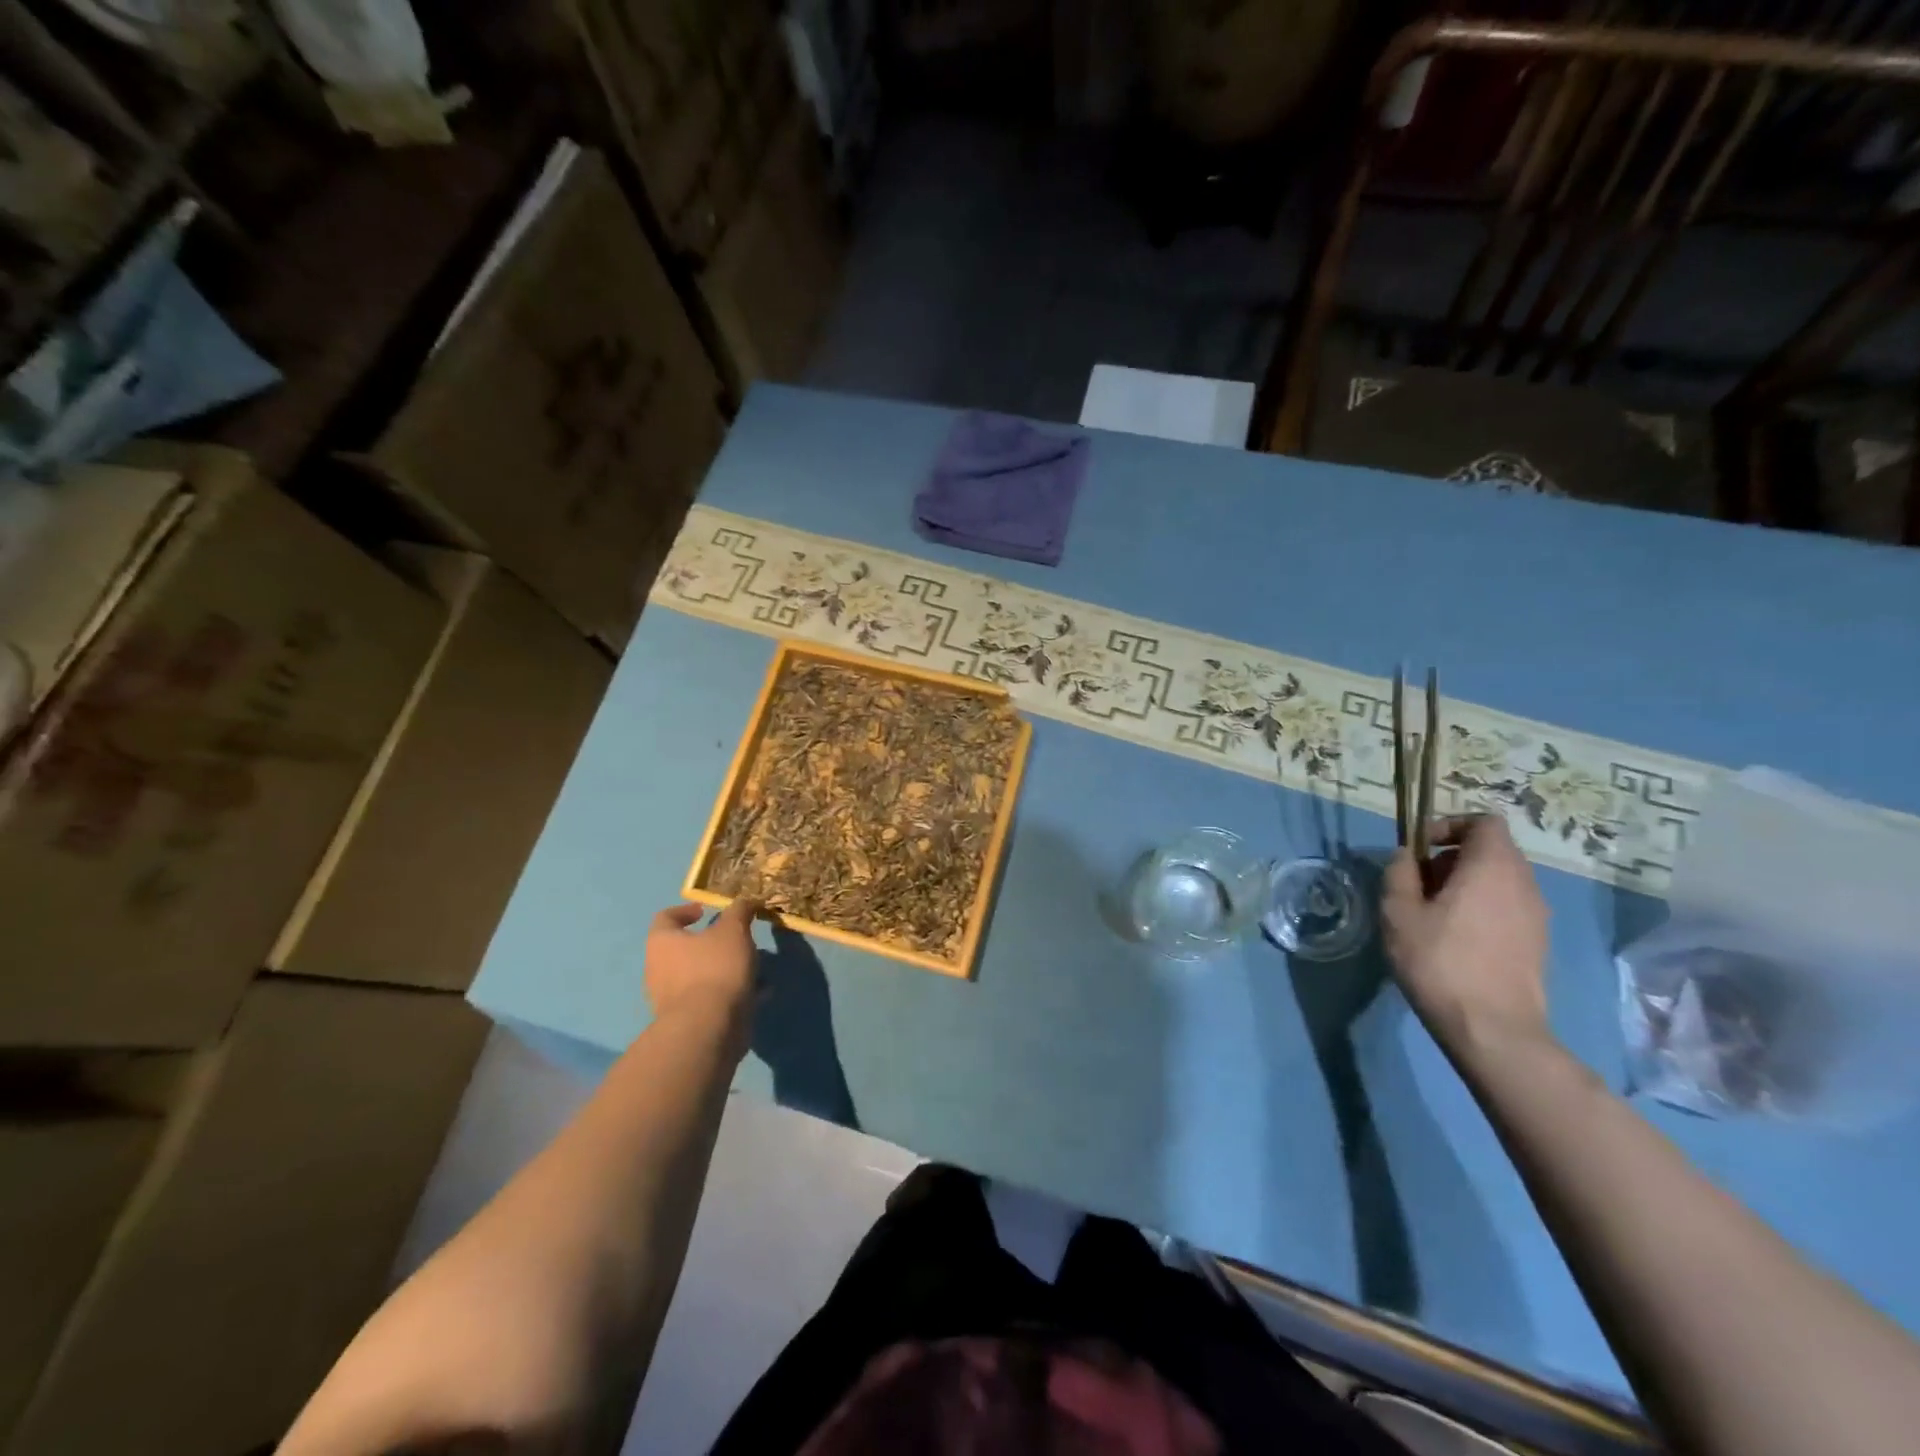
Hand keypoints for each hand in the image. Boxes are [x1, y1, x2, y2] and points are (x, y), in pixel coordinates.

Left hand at [645, 900, 759, 1054]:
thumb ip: (739, 911)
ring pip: (700, 975)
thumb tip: (743, 902)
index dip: (686, 910)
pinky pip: (711, 999)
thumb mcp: (733, 930)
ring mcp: (670, 998)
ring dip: (725, 969)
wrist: (708, 1027)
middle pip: (684, 949)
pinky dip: (731, 993)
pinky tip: (759, 993)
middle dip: (713, 943)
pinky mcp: (688, 1021)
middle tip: (739, 940)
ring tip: (755, 967)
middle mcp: (658, 969)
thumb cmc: (715, 968)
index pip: (666, 917)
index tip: (707, 911)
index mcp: (662, 942)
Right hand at [1382, 815, 1552, 1061]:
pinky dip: (1482, 909)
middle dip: (1452, 859)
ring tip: (1433, 915)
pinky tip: (1455, 940)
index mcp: (1492, 867)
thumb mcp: (1398, 912)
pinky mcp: (1538, 943)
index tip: (1422, 849)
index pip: (1484, 822)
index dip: (1450, 825)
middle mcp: (1524, 884)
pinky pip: (1508, 908)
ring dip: (1466, 885)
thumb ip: (1399, 873)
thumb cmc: (1439, 961)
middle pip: (1491, 851)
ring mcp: (1537, 916)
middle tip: (1419, 885)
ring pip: (1500, 881)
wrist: (1492, 1029)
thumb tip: (1407, 856)